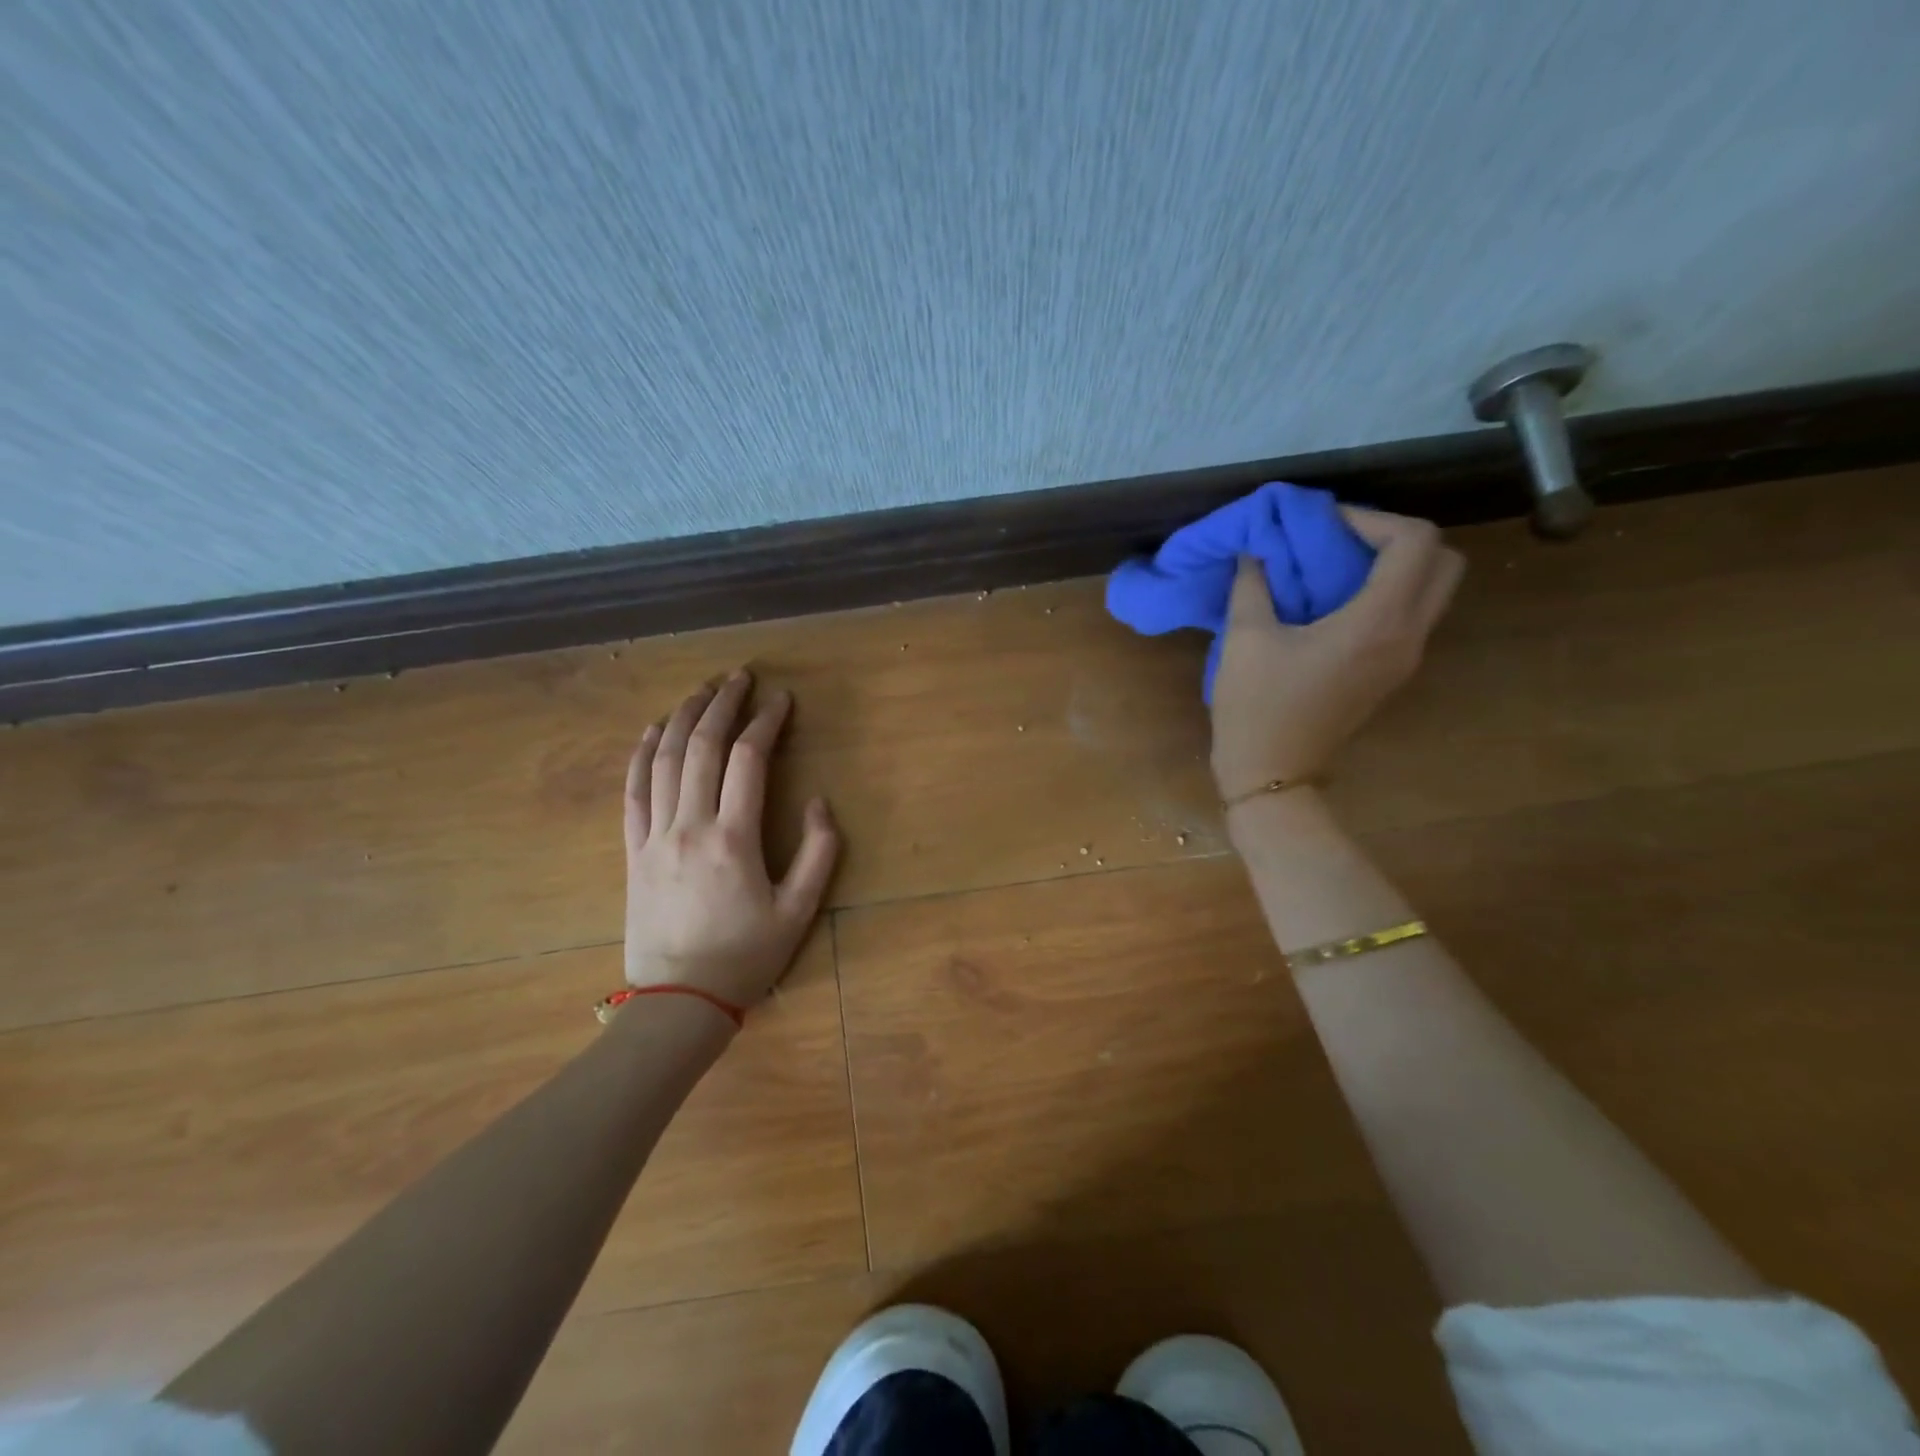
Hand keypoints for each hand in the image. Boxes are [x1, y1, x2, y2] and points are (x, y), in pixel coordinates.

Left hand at [624, 671, 839, 1009]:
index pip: (749, 760)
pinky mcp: (632, 851)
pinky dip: (641, 754)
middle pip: (703, 747)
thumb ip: (818, 853)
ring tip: (701, 689)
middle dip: (723, 704)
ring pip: (665, 761)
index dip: (766, 722)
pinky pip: (632, 792)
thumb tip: (817, 802)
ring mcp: (654, 836)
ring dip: (684, 718)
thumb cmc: (746, 956)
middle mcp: (690, 826)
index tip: (782, 699)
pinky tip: (653, 730)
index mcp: (734, 839)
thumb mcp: (799, 912)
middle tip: (740, 676)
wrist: (679, 1001)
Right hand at [1210, 508, 1463, 800]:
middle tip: (1344, 539)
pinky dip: (1390, 592)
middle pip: (1444, 560)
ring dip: (1397, 564)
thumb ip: (1253, 584)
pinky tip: (1339, 598)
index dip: (1372, 518)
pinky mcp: (1394, 673)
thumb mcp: (1245, 639)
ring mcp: (1407, 658)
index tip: (1325, 524)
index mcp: (1377, 622)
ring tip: (1339, 563)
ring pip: (1435, 588)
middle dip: (1398, 537)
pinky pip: (1414, 614)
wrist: (1272, 773)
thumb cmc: (1256, 707)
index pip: (1414, 541)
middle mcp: (1408, 636)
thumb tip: (1257, 549)